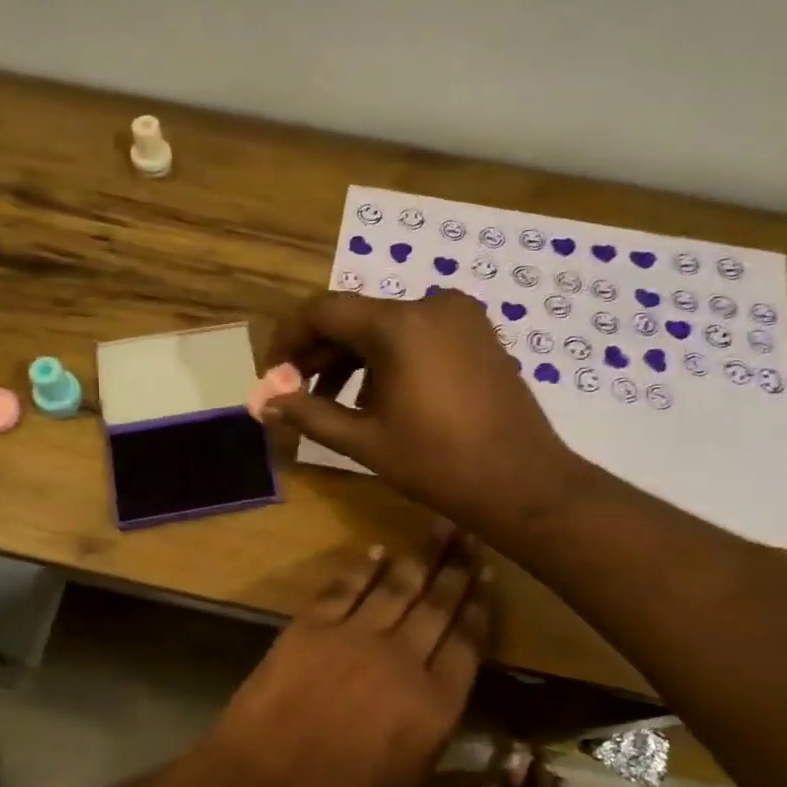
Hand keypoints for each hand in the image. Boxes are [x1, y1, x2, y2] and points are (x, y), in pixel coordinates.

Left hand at [199, 531, 494, 786]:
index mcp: (435, 708)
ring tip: (438, 525)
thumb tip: (501, 770)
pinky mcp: (309, 628)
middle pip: (438, 604)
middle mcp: (402, 660)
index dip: (480, 607)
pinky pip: (343, 587)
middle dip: (457, 568)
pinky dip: (362, 567)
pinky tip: (376, 551)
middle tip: (471, 534)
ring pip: (396, 586)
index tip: (488, 576)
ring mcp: (353, 638)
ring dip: (420, 555)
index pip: (469, 644)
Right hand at [263, 291, 582, 539]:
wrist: (522, 482)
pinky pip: (418, 334)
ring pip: (387, 327)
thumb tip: (265, 401)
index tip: (273, 373)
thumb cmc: (438, 464)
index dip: (289, 338)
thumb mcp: (364, 441)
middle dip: (321, 354)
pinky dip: (390, 358)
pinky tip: (380, 398)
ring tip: (335, 404)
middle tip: (297, 393)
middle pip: (356, 318)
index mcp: (399, 325)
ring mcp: (460, 316)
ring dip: (354, 359)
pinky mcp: (478, 333)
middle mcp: (430, 304)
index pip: (323, 311)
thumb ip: (308, 413)